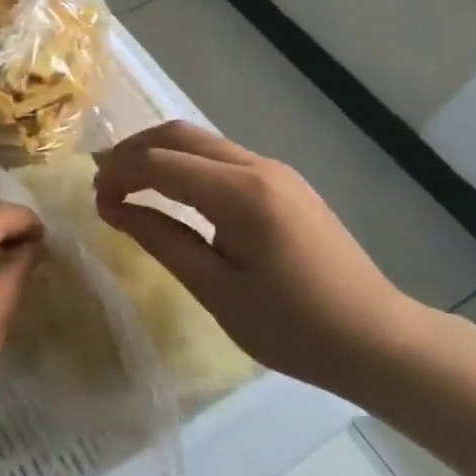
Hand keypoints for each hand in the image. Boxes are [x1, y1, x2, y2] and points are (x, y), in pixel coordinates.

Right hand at [93, 121, 422, 391]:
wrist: (379, 340)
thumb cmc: (294, 328)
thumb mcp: (216, 290)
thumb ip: (160, 239)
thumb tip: (114, 209)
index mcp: (240, 194)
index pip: (159, 162)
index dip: (118, 175)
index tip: (96, 204)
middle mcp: (257, 167)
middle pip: (177, 135)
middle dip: (132, 151)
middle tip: (103, 184)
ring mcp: (274, 170)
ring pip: (199, 140)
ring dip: (157, 153)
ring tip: (127, 184)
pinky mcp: (283, 182)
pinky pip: (220, 156)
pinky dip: (184, 164)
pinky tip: (171, 191)